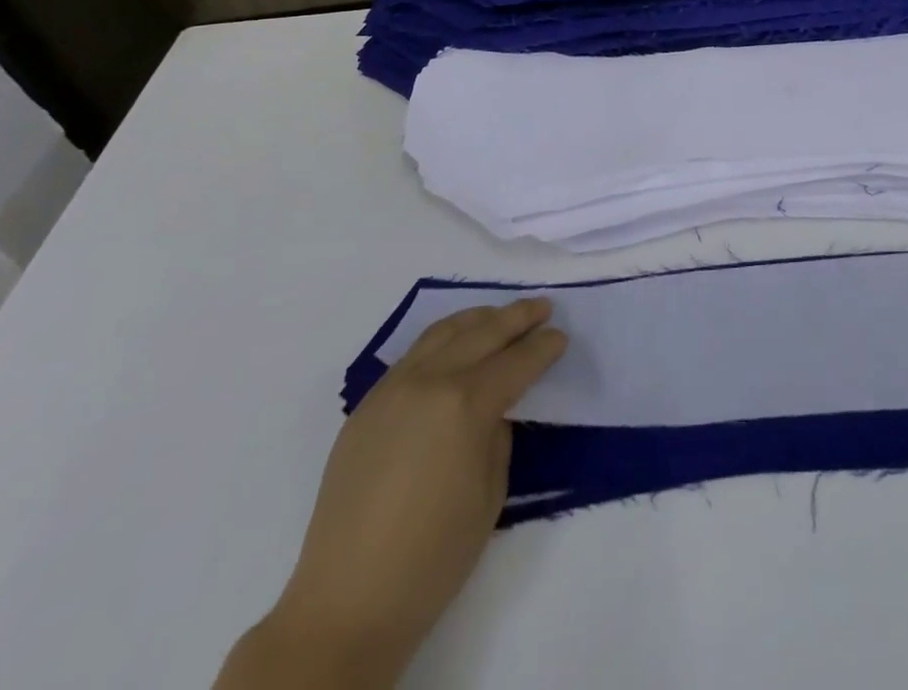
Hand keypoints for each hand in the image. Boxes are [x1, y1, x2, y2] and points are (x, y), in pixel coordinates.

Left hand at [243, 299, 567, 686]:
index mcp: (465, 404)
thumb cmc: (433, 557)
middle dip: (517, 317)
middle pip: (482, 332)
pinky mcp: (367, 404)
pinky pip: (414, 354)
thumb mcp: (490, 494)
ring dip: (478, 318)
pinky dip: (443, 339)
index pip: (515, 361)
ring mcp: (392, 387)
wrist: (347, 601)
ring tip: (500, 314)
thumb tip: (493, 409)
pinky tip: (455, 344)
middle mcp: (429, 380)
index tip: (561, 336)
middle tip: (542, 307)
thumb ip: (497, 436)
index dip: (542, 348)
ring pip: (443, 332)